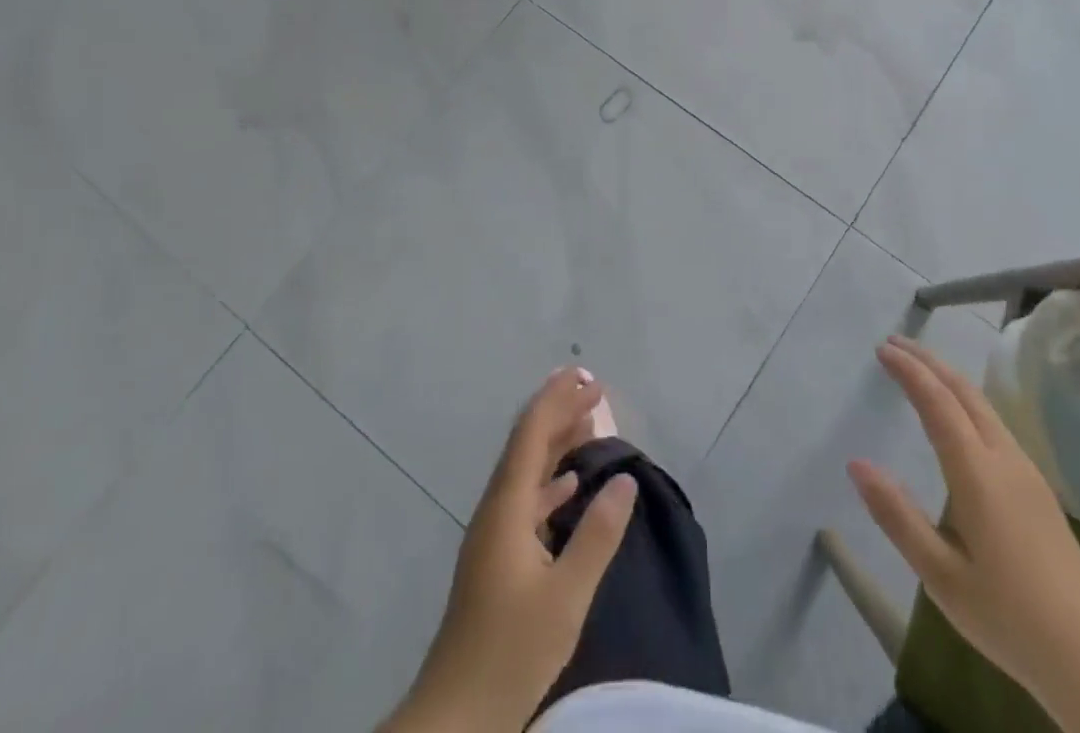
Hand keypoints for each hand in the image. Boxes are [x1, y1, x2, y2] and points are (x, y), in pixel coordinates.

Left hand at [385, 368, 635, 732]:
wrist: (453, 718)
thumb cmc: (510, 653)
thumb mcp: (565, 597)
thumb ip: (597, 535)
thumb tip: (626, 478)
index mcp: (507, 509)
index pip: (532, 436)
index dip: (559, 402)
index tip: (588, 379)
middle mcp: (496, 511)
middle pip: (527, 445)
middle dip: (558, 412)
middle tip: (592, 388)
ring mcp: (493, 536)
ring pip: (526, 471)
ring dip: (556, 442)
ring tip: (588, 423)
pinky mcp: (496, 559)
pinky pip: (526, 499)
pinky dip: (550, 481)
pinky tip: (570, 485)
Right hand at [849, 336, 1079, 695]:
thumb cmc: (1009, 618)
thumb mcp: (940, 575)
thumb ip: (897, 516)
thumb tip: (856, 464)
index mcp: (977, 473)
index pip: (937, 402)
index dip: (908, 370)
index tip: (881, 349)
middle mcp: (1004, 459)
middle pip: (964, 391)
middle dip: (928, 361)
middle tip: (894, 344)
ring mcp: (1026, 472)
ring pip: (983, 405)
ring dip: (948, 378)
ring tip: (919, 368)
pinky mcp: (1037, 488)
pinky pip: (994, 423)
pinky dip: (965, 400)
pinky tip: (957, 415)